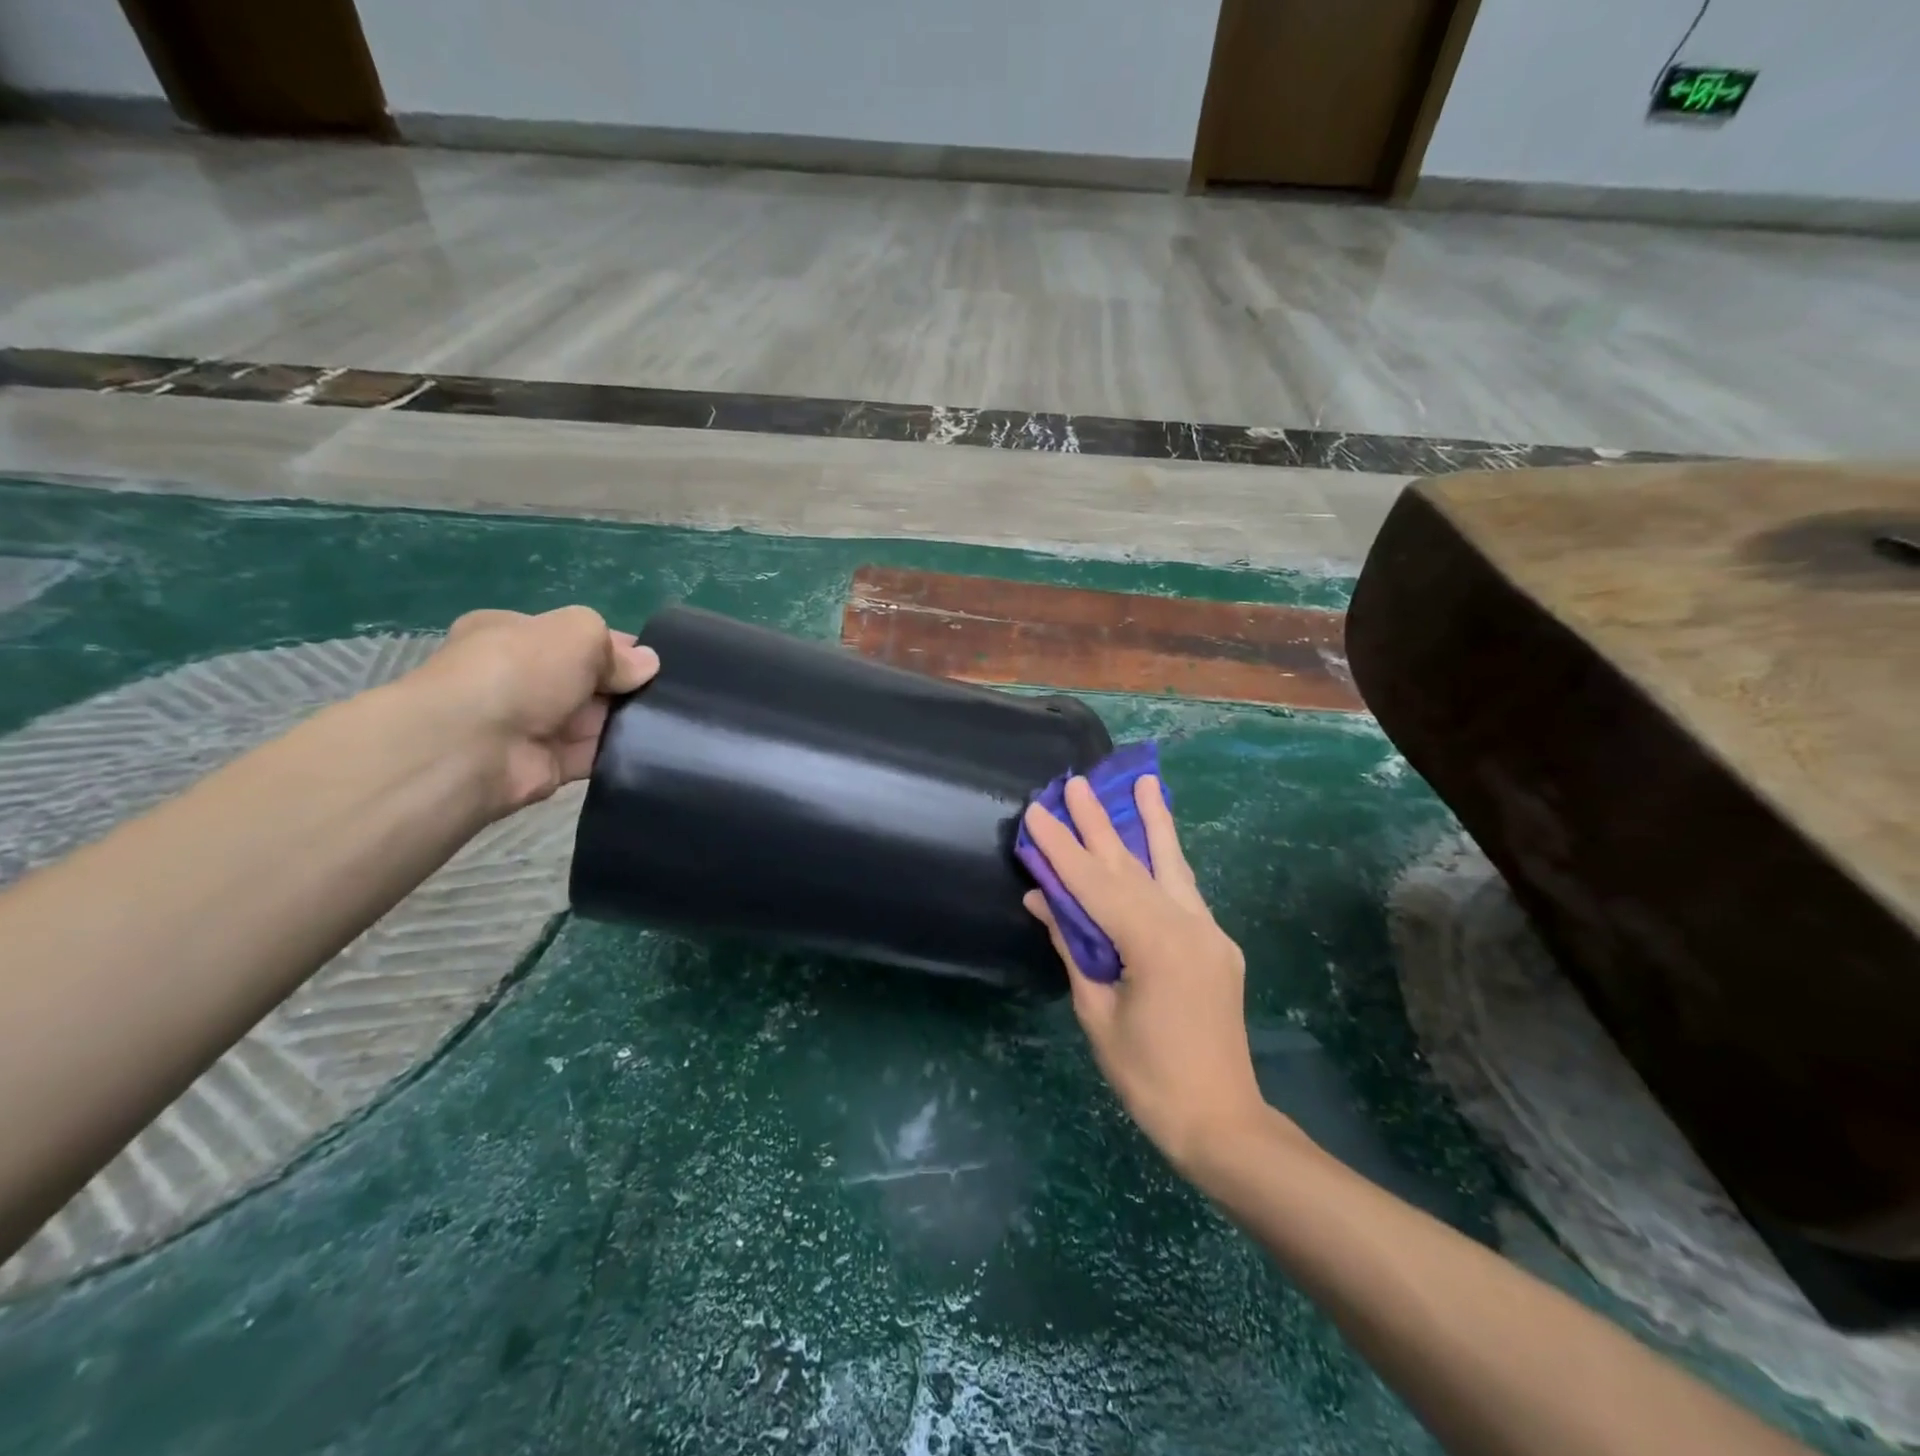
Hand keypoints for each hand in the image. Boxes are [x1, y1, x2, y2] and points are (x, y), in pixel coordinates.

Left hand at [408, 606, 659, 816]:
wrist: (475, 746)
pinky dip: (619, 752)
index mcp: (515, 635)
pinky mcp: (548, 765)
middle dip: (626, 684)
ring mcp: (533, 724)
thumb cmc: (521, 670)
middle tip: (669, 691)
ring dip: (628, 719)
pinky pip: (594, 755)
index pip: (575, 638)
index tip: (654, 661)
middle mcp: (521, 678)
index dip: (617, 646)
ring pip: (596, 718)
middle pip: (590, 679)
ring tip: (671, 719)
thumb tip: (647, 665)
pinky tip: (653, 747)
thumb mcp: (577, 632)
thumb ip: (616, 648)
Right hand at [1022, 776, 1279, 1172]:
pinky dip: (1167, 862)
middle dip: (1100, 822)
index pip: (1095, 884)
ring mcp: (1209, 932)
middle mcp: (1187, 924)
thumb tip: (1043, 900)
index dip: (1062, 849)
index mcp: (1154, 943)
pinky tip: (1158, 844)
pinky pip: (1185, 893)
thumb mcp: (1097, 1012)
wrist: (1223, 1120)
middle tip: (1077, 782)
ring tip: (1145, 782)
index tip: (1037, 813)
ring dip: (1153, 823)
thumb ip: (1073, 948)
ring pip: (1171, 866)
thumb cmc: (1148, 1077)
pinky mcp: (1217, 945)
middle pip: (1132, 864)